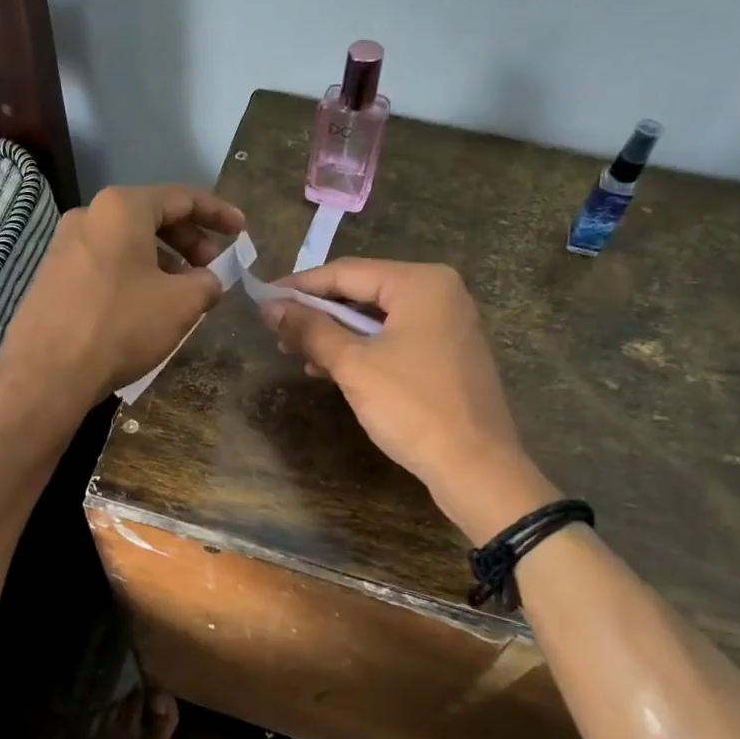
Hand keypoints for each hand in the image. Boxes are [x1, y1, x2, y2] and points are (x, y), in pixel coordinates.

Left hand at [0, 184, 245, 407]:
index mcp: (122, 208)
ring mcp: (64, 245)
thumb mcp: (181, 304)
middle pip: (152, 217)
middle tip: (213, 268)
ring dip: (163, 261)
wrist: (47, 373)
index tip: (242, 231)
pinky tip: (146, 305)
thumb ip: (207, 282)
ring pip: (127, 243)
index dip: (218, 213)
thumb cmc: (121, 326)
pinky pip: (105, 263)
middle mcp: (89, 215)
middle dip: (190, 240)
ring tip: (184, 292)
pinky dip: (135, 274)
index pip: (182, 197)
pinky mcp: (52, 276)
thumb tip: (208, 280)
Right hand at [262, 260, 557, 540]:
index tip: (264, 300)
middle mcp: (439, 292)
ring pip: (377, 318)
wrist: (475, 466)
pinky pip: (395, 339)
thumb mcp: (353, 365)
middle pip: (363, 291)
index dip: (301, 286)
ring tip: (298, 354)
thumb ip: (310, 329)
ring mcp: (447, 323)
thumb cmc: (412, 407)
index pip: (346, 272)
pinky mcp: (447, 353)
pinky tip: (330, 369)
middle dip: (318, 313)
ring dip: (336, 334)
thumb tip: (270, 307)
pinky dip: (362, 350)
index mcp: (421, 283)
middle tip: (277, 333)